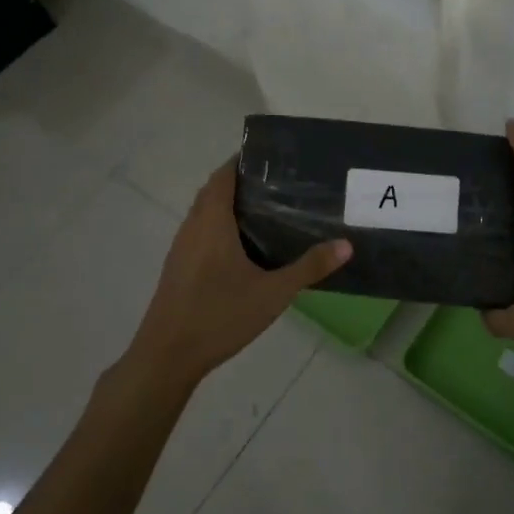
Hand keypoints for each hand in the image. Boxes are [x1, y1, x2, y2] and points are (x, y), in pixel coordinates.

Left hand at [126, 157, 351, 390]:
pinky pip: (199, 233)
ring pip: (203, 213)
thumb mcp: (273, 293)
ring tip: (264, 210)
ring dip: (227, 205)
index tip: (270, 157)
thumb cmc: (219, 315)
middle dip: (239, 182)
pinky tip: (242, 248)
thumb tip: (346, 245)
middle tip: (276, 183)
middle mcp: (192, 227)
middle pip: (212, 191)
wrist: (167, 356)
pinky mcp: (177, 268)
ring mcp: (181, 249)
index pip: (223, 176)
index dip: (242, 161)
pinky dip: (218, 227)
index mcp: (212, 222)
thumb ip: (309, 267)